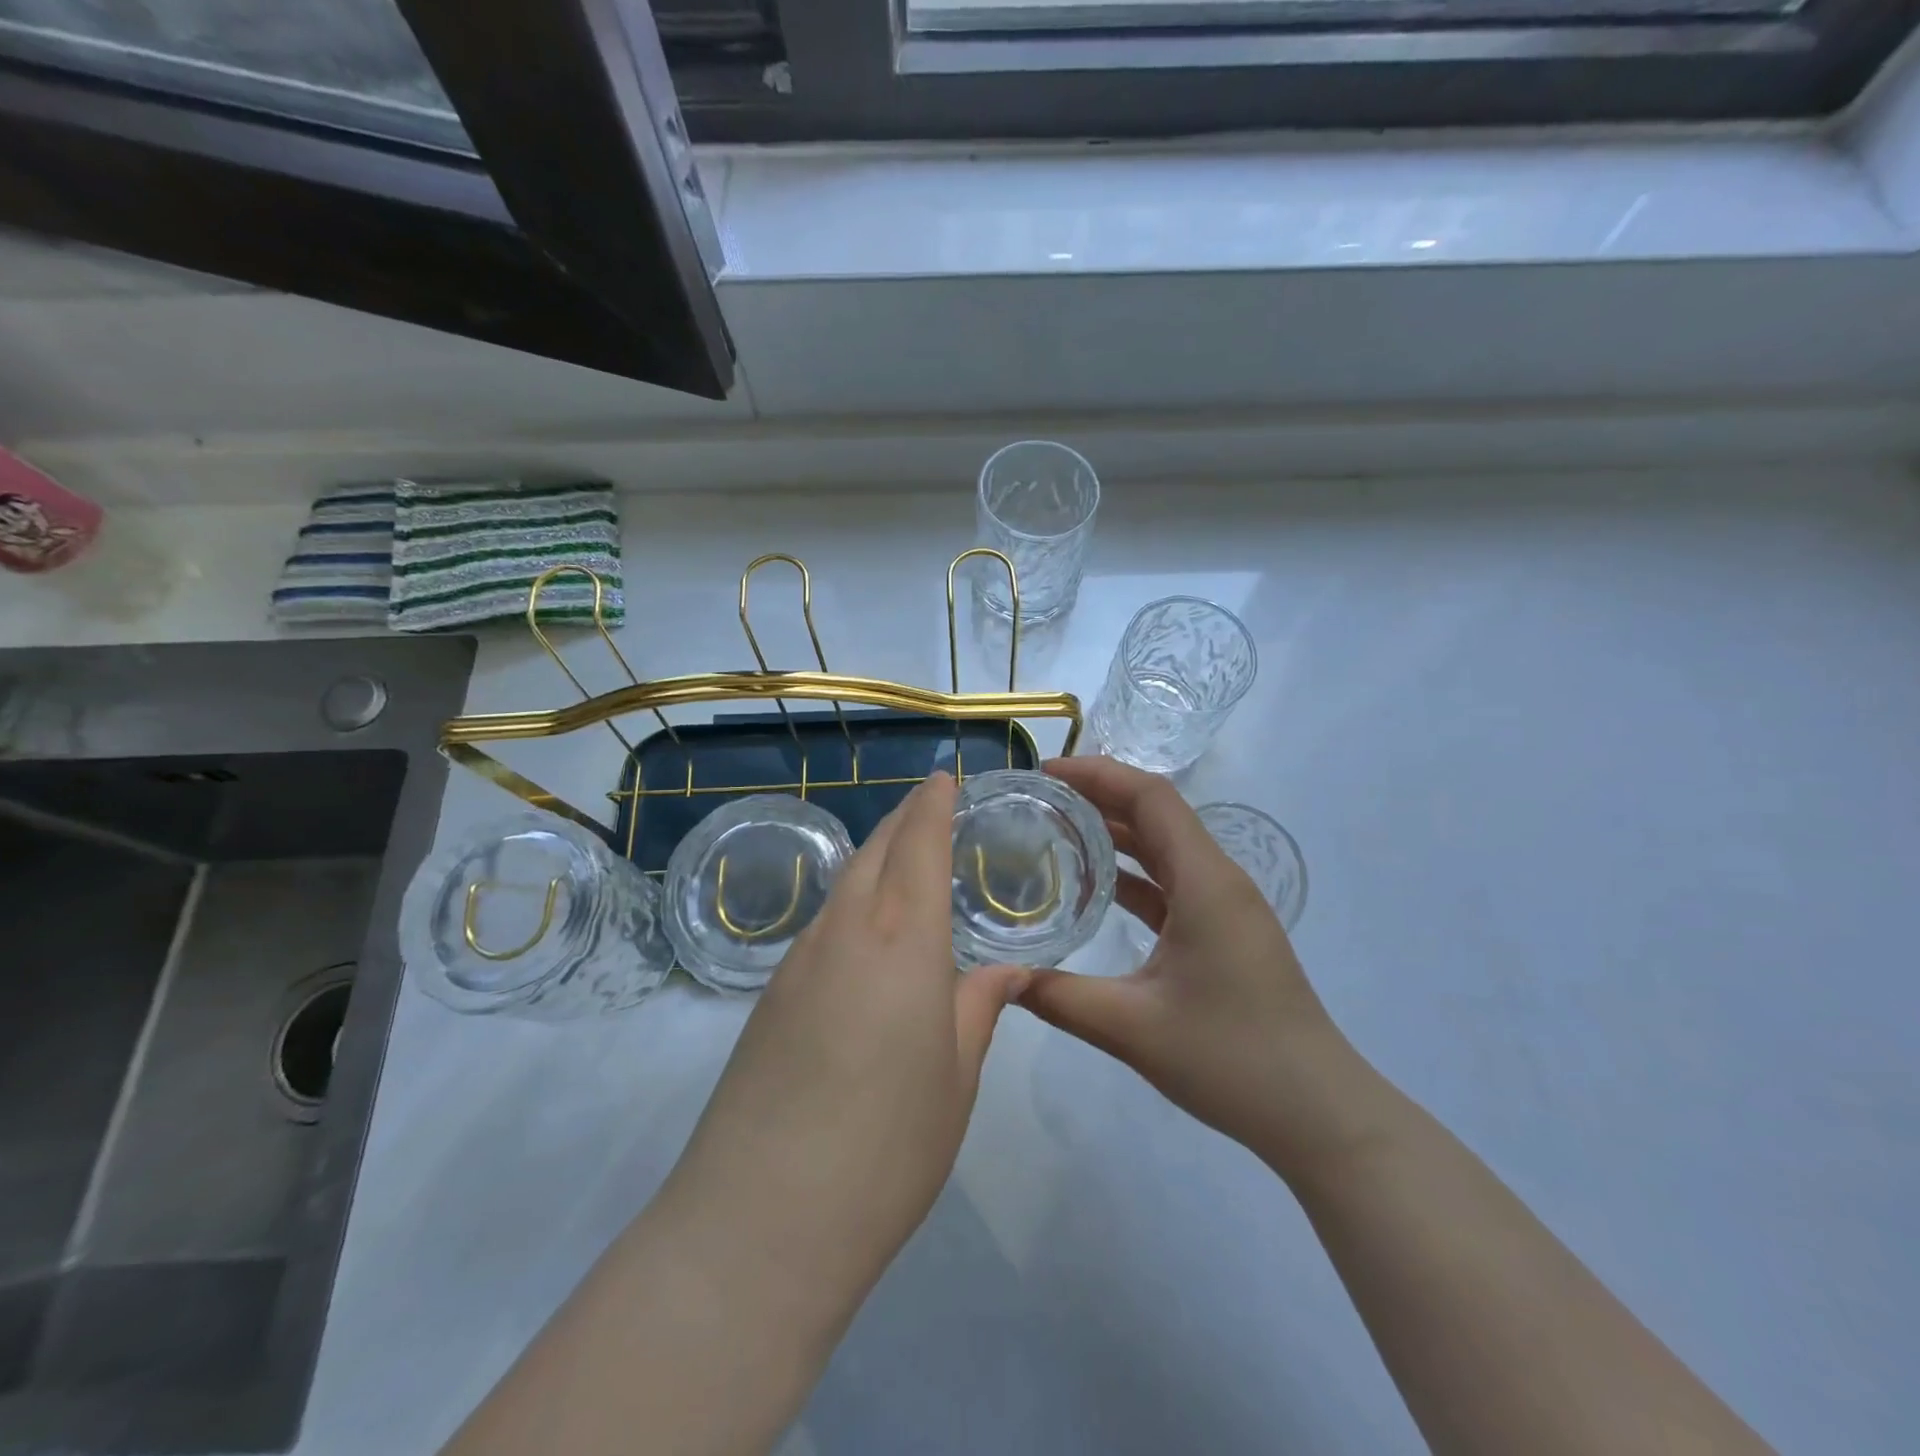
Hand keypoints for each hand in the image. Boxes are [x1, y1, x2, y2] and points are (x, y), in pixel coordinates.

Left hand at [658, 771, 1028, 1324]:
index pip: (919, 846)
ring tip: (903, 862)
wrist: (760, 1219)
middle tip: (929, 806)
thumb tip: (1008, 970)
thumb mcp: (956, 1079)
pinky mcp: (769, 995)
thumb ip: (980, 1009)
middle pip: (875, 851)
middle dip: (904, 819)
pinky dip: (851, 904)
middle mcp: (847, 932)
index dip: (933, 804)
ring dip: (874, 859)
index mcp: (905, 943)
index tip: (943, 777)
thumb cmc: (887, 1148)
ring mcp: (799, 961)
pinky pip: (822, 924)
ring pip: (844, 884)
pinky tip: (865, 936)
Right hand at [1021, 756, 1369, 1177]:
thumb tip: (999, 979)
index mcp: (1205, 882)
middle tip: (1038, 798)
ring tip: (1055, 828)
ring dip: (1115, 832)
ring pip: (1164, 848)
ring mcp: (1224, 906)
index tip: (1044, 772)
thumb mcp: (1132, 1028)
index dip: (1097, 773)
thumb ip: (1058, 997)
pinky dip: (1132, 874)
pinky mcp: (1223, 932)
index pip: (1150, 797)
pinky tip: (1094, 887)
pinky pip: (1171, 883)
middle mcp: (1218, 880)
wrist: (1317, 1113)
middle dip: (1099, 796)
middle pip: (1156, 814)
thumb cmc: (1231, 1059)